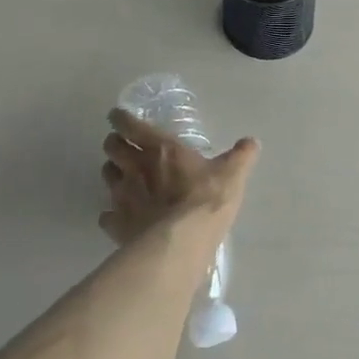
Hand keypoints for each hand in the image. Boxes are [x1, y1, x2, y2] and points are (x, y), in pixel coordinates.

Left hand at [101, 108, 258, 245]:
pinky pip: (107, 215)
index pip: (129, 124)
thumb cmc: (207, 199)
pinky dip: (112, 214)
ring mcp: (122, 196)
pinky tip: (122, 218)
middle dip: (115, 143)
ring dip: (113, 173)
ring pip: (106, 175)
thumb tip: (251, 142)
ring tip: (124, 178)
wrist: (182, 242)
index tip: (119, 117)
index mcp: (160, 148)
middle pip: (111, 147)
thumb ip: (241, 156)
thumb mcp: (232, 174)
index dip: (120, 118)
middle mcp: (135, 167)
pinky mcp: (117, 223)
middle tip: (124, 146)